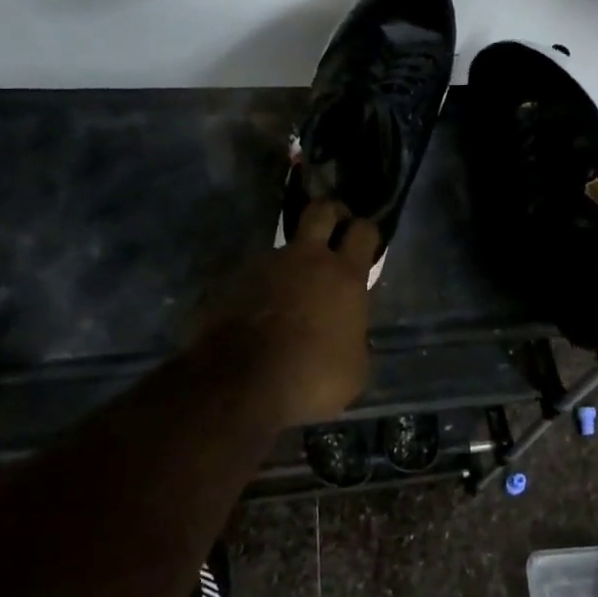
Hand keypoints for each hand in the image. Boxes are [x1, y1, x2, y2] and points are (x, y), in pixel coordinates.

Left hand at [201, 200, 377, 428]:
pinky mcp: (231, 281)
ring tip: (288, 292)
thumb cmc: (313, 377)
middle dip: (330, 214)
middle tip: (333, 229)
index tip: (365, 243)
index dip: (366, 233)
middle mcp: (305, 259)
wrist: (243, 386)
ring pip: (282, 247)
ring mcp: (264, 266)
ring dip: (290, 262)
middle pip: (320, 210)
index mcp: (343, 276)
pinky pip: (253, 276)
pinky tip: (258, 314)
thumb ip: (353, 334)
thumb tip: (347, 332)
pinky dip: (260, 289)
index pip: (363, 231)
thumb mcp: (355, 366)